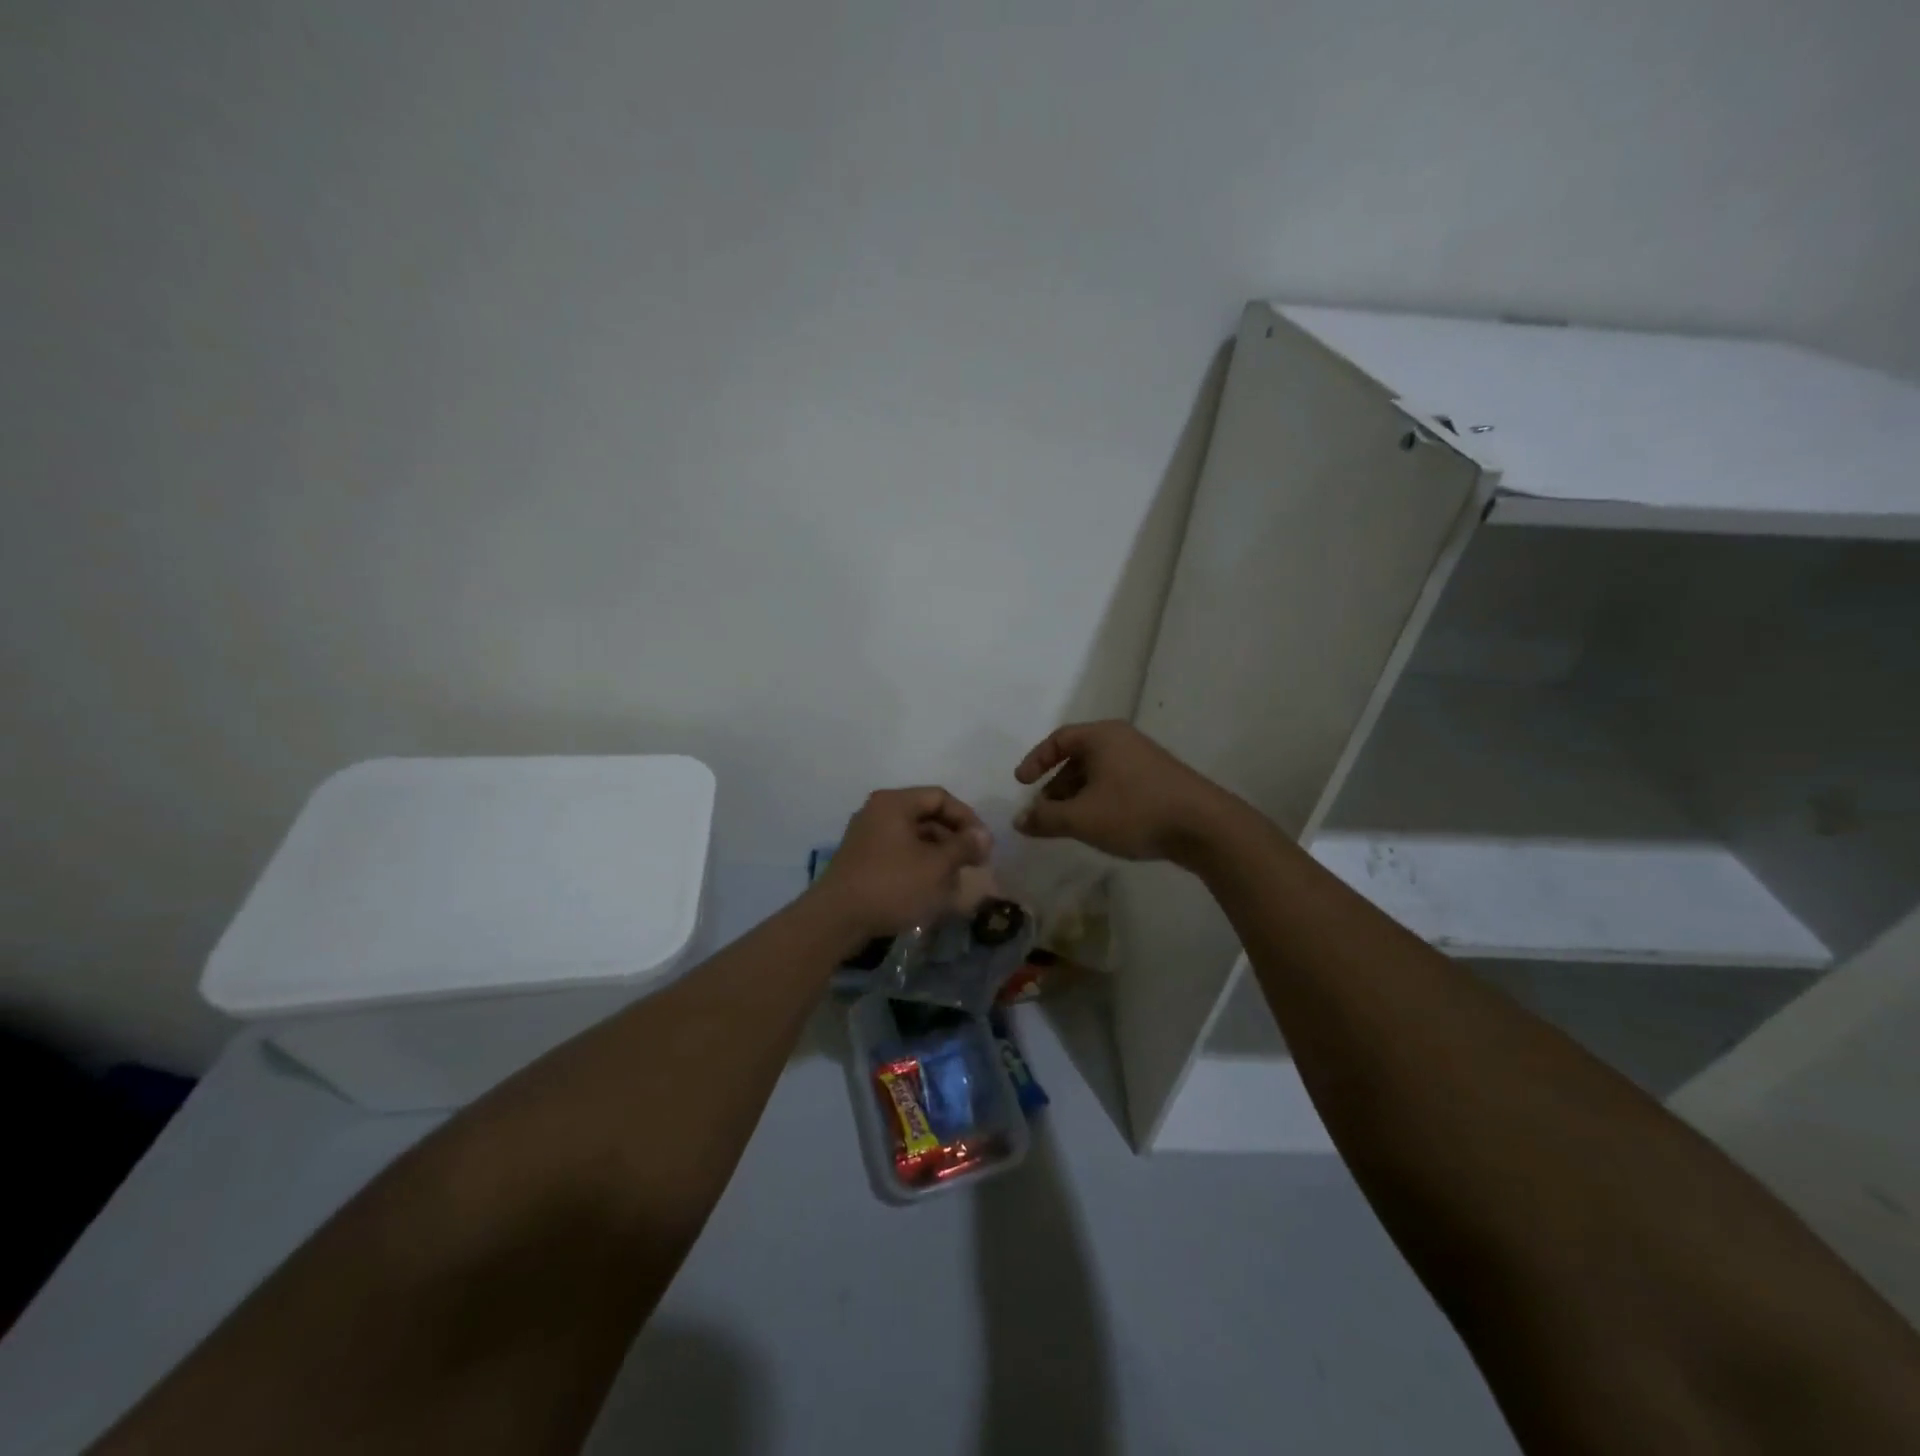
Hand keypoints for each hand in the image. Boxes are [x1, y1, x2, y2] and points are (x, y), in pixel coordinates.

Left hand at [814, 787, 992, 939]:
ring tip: (957, 882)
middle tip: (975, 864)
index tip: (984, 846)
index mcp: (894, 803)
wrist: (836, 920)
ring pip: (914, 839)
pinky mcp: (862, 861)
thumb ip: (963, 846)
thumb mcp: (936, 866)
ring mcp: (867, 837)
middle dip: (954, 840)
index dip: (967, 818)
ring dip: (939, 856)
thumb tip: (983, 835)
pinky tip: (933, 891)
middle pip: (926, 816)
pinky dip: (920, 867)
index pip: (940, 797)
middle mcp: (878, 812)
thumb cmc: (892, 885)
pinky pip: (899, 855)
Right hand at [1013, 721, 1236, 862]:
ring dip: (1076, 796)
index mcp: (1102, 737)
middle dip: (1056, 785)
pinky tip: (1098, 826)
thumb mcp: (1081, 818)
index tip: (1021, 784)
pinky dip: (1099, 800)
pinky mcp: (1158, 780)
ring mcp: (1144, 759)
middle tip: (1043, 811)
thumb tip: (1019, 821)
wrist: (1203, 826)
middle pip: (1078, 757)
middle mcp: (1122, 740)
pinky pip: (1117, 783)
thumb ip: (1045, 818)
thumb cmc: (1135, 811)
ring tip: (1067, 824)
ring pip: (1098, 773)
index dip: (1036, 761)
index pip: (1058, 739)